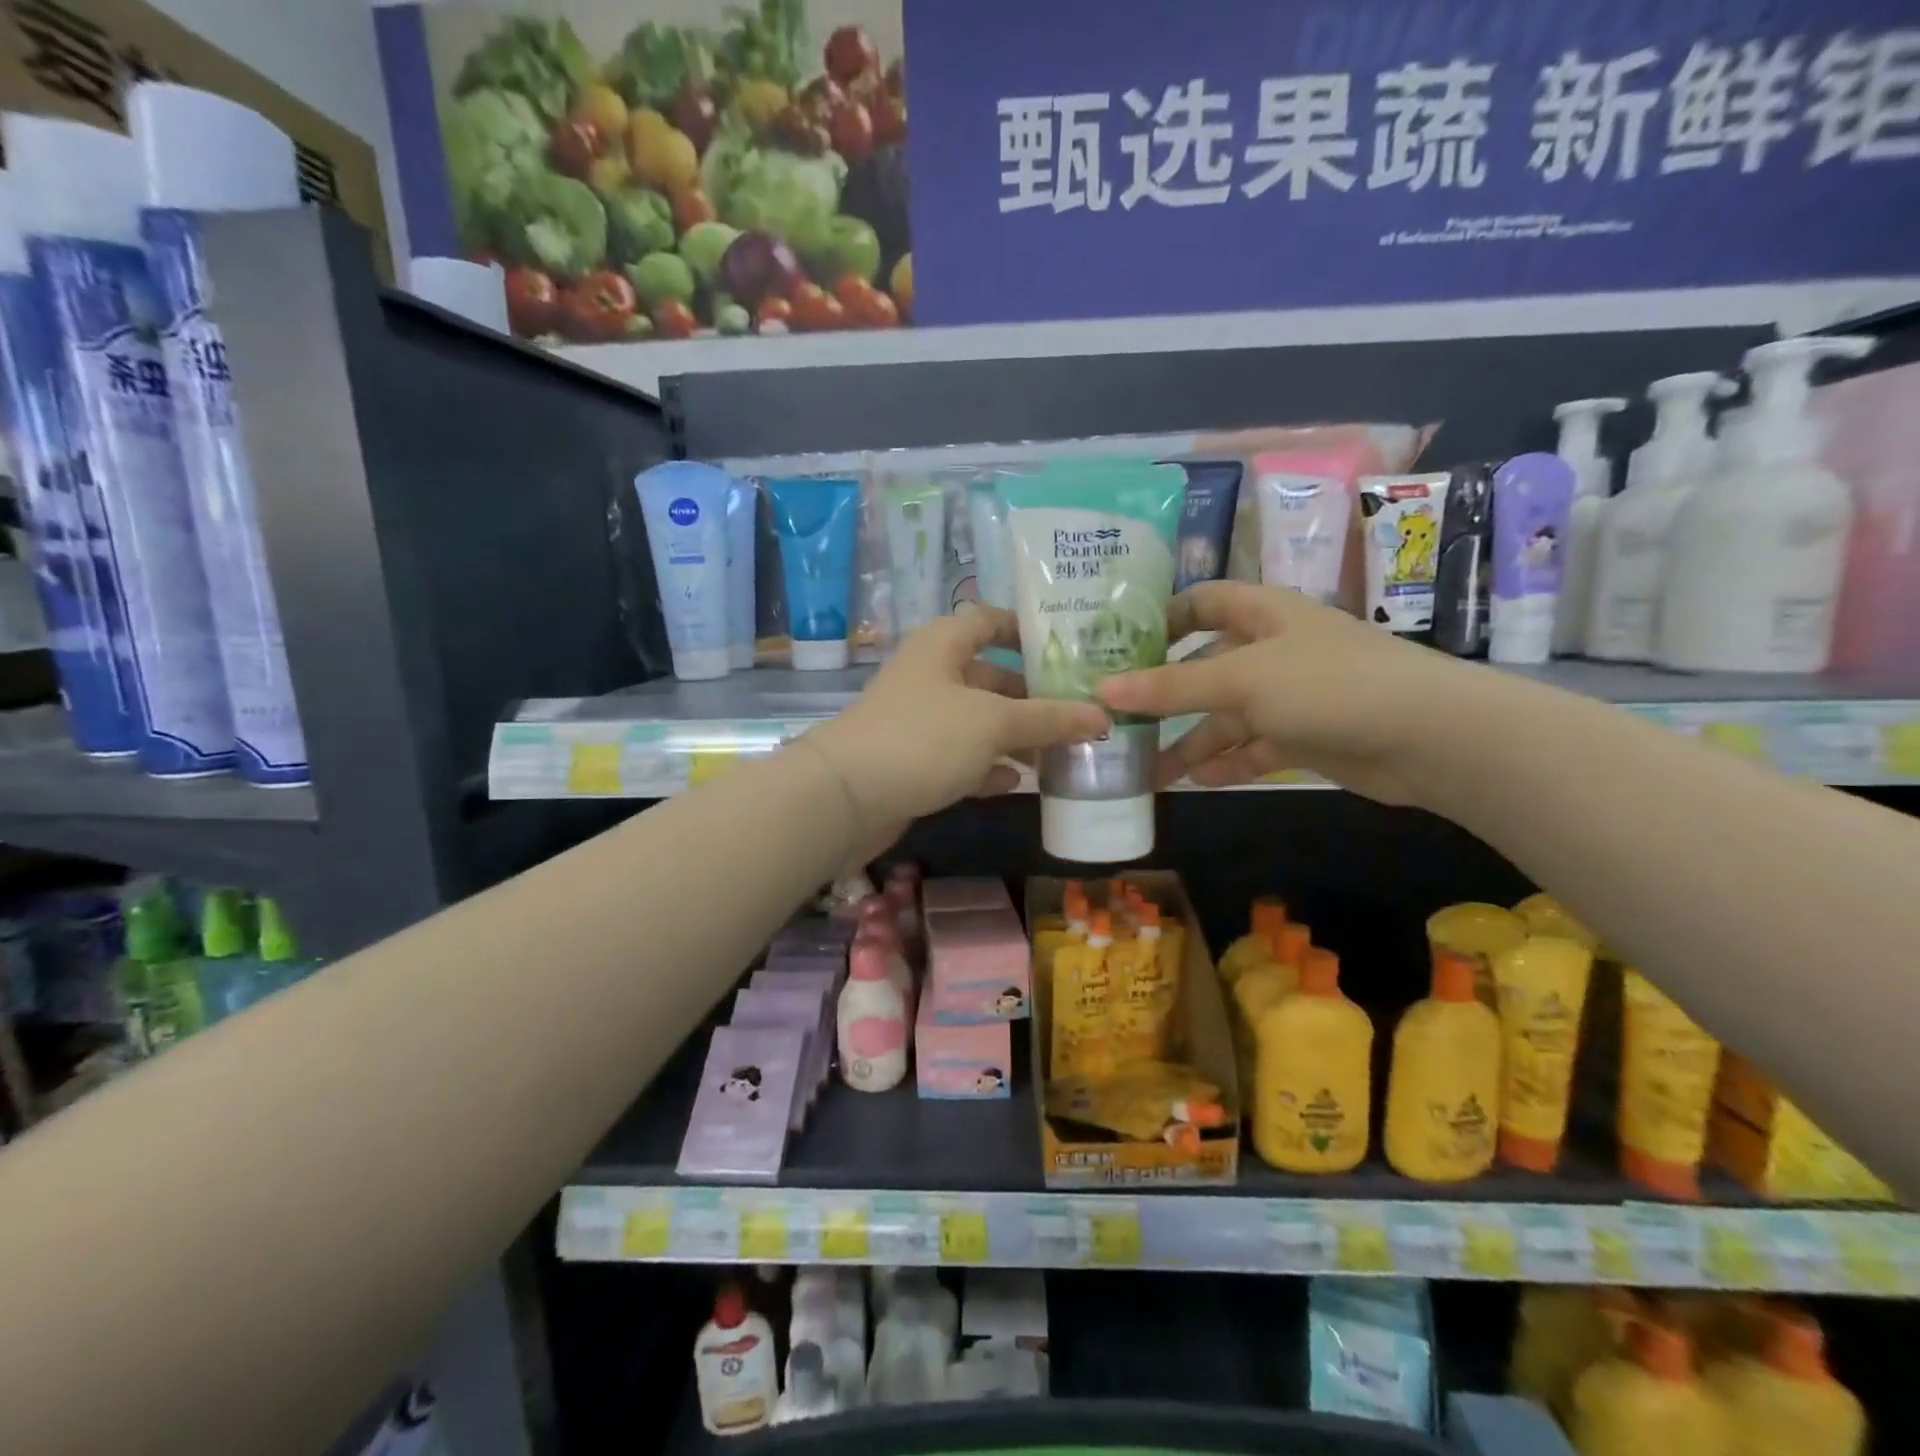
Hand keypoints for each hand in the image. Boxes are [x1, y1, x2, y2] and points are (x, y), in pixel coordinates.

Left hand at [806, 605, 1109, 843]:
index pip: (990, 620)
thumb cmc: (923, 738)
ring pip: (978, 721)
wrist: (845, 798)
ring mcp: (919, 720)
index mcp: (943, 645)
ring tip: (1061, 754)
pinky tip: (1013, 782)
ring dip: (1015, 737)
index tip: (1069, 650)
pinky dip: (985, 767)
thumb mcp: (993, 723)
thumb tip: (1102, 716)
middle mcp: (930, 675)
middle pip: (991, 677)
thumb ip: (1048, 719)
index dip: (1027, 630)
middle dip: (1033, 697)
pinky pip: (960, 757)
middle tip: (1080, 714)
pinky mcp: (912, 760)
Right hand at [1096, 581, 1470, 803]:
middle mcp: (1273, 649)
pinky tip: (1197, 782)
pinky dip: (1228, 764)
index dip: (1163, 619)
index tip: (1120, 648)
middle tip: (1120, 722)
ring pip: (1227, 716)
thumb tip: (1103, 691)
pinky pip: (1254, 748)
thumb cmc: (1328, 684)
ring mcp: (1291, 695)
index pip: (1203, 602)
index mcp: (1262, 614)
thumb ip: (1172, 687)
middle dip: (1165, 696)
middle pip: (1206, 667)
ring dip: (1191, 742)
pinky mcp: (1306, 736)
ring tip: (1146, 771)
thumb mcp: (1241, 679)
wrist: (1428, 736)